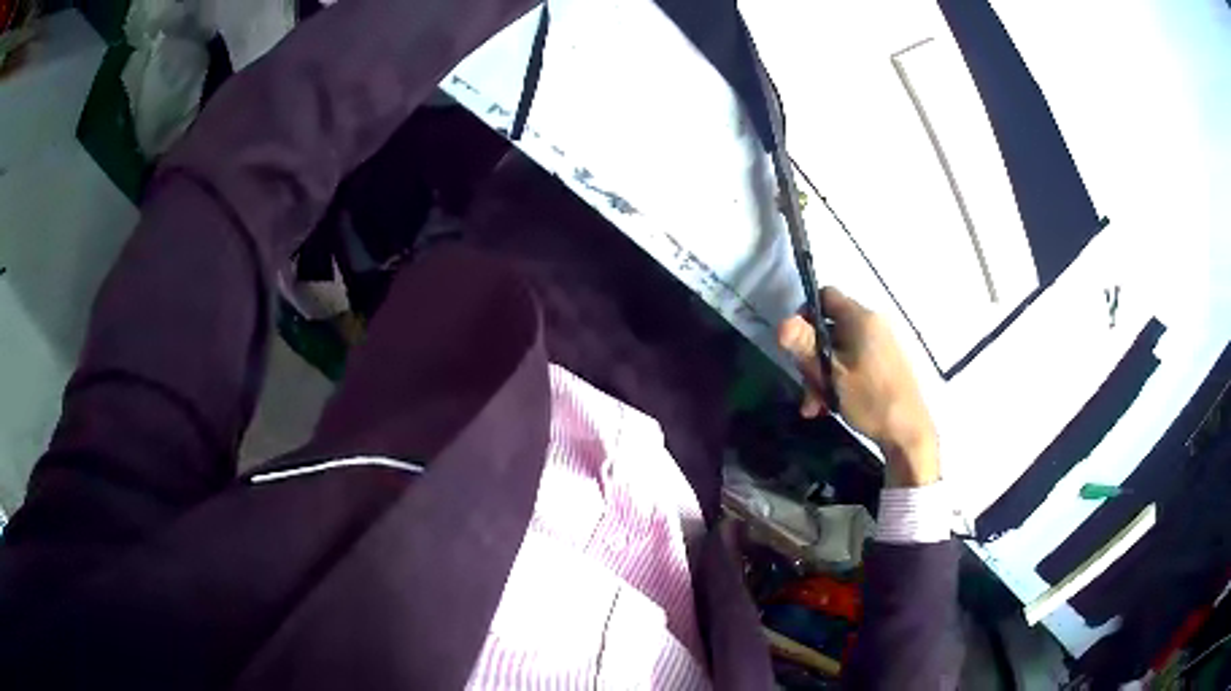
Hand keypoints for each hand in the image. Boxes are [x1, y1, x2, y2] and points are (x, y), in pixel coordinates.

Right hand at [777, 287, 939, 487]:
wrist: (908, 432)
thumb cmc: (870, 400)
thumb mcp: (832, 375)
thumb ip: (806, 346)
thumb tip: (781, 324)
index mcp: (861, 319)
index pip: (826, 296)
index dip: (805, 314)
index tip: (794, 342)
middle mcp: (873, 324)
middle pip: (830, 328)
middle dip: (812, 357)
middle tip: (805, 385)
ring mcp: (880, 344)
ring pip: (838, 350)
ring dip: (822, 374)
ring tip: (815, 405)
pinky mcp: (884, 363)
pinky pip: (852, 362)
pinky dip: (838, 379)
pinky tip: (829, 406)